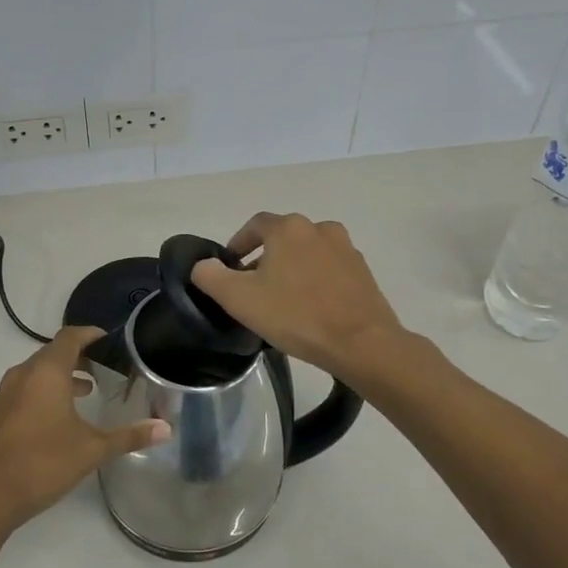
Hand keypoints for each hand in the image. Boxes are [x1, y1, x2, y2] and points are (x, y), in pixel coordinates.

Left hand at [0, 327, 168, 542]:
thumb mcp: (91, 451)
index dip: (89, 334)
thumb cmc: (41, 464)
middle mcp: (19, 377)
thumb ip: (128, 437)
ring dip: (54, 381)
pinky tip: (45, 426)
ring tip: (78, 397)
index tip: (106, 339)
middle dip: (74, 359)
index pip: (69, 337)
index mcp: (46, 373)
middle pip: (49, 355)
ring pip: (30, 377)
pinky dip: (34, 399)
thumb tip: (166, 429)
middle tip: (98, 371)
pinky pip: (15, 398)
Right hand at [191, 213, 405, 381]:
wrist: (361, 343)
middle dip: (265, 257)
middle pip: (283, 238)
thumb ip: (211, 276)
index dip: (239, 243)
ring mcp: (346, 248)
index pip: (255, 225)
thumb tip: (204, 265)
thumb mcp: (239, 299)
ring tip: (282, 299)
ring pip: (308, 253)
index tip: (230, 267)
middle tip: (253, 287)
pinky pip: (330, 269)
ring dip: (292, 268)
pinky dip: (316, 280)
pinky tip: (311, 307)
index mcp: (288, 228)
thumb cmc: (295, 315)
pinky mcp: (363, 271)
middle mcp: (319, 228)